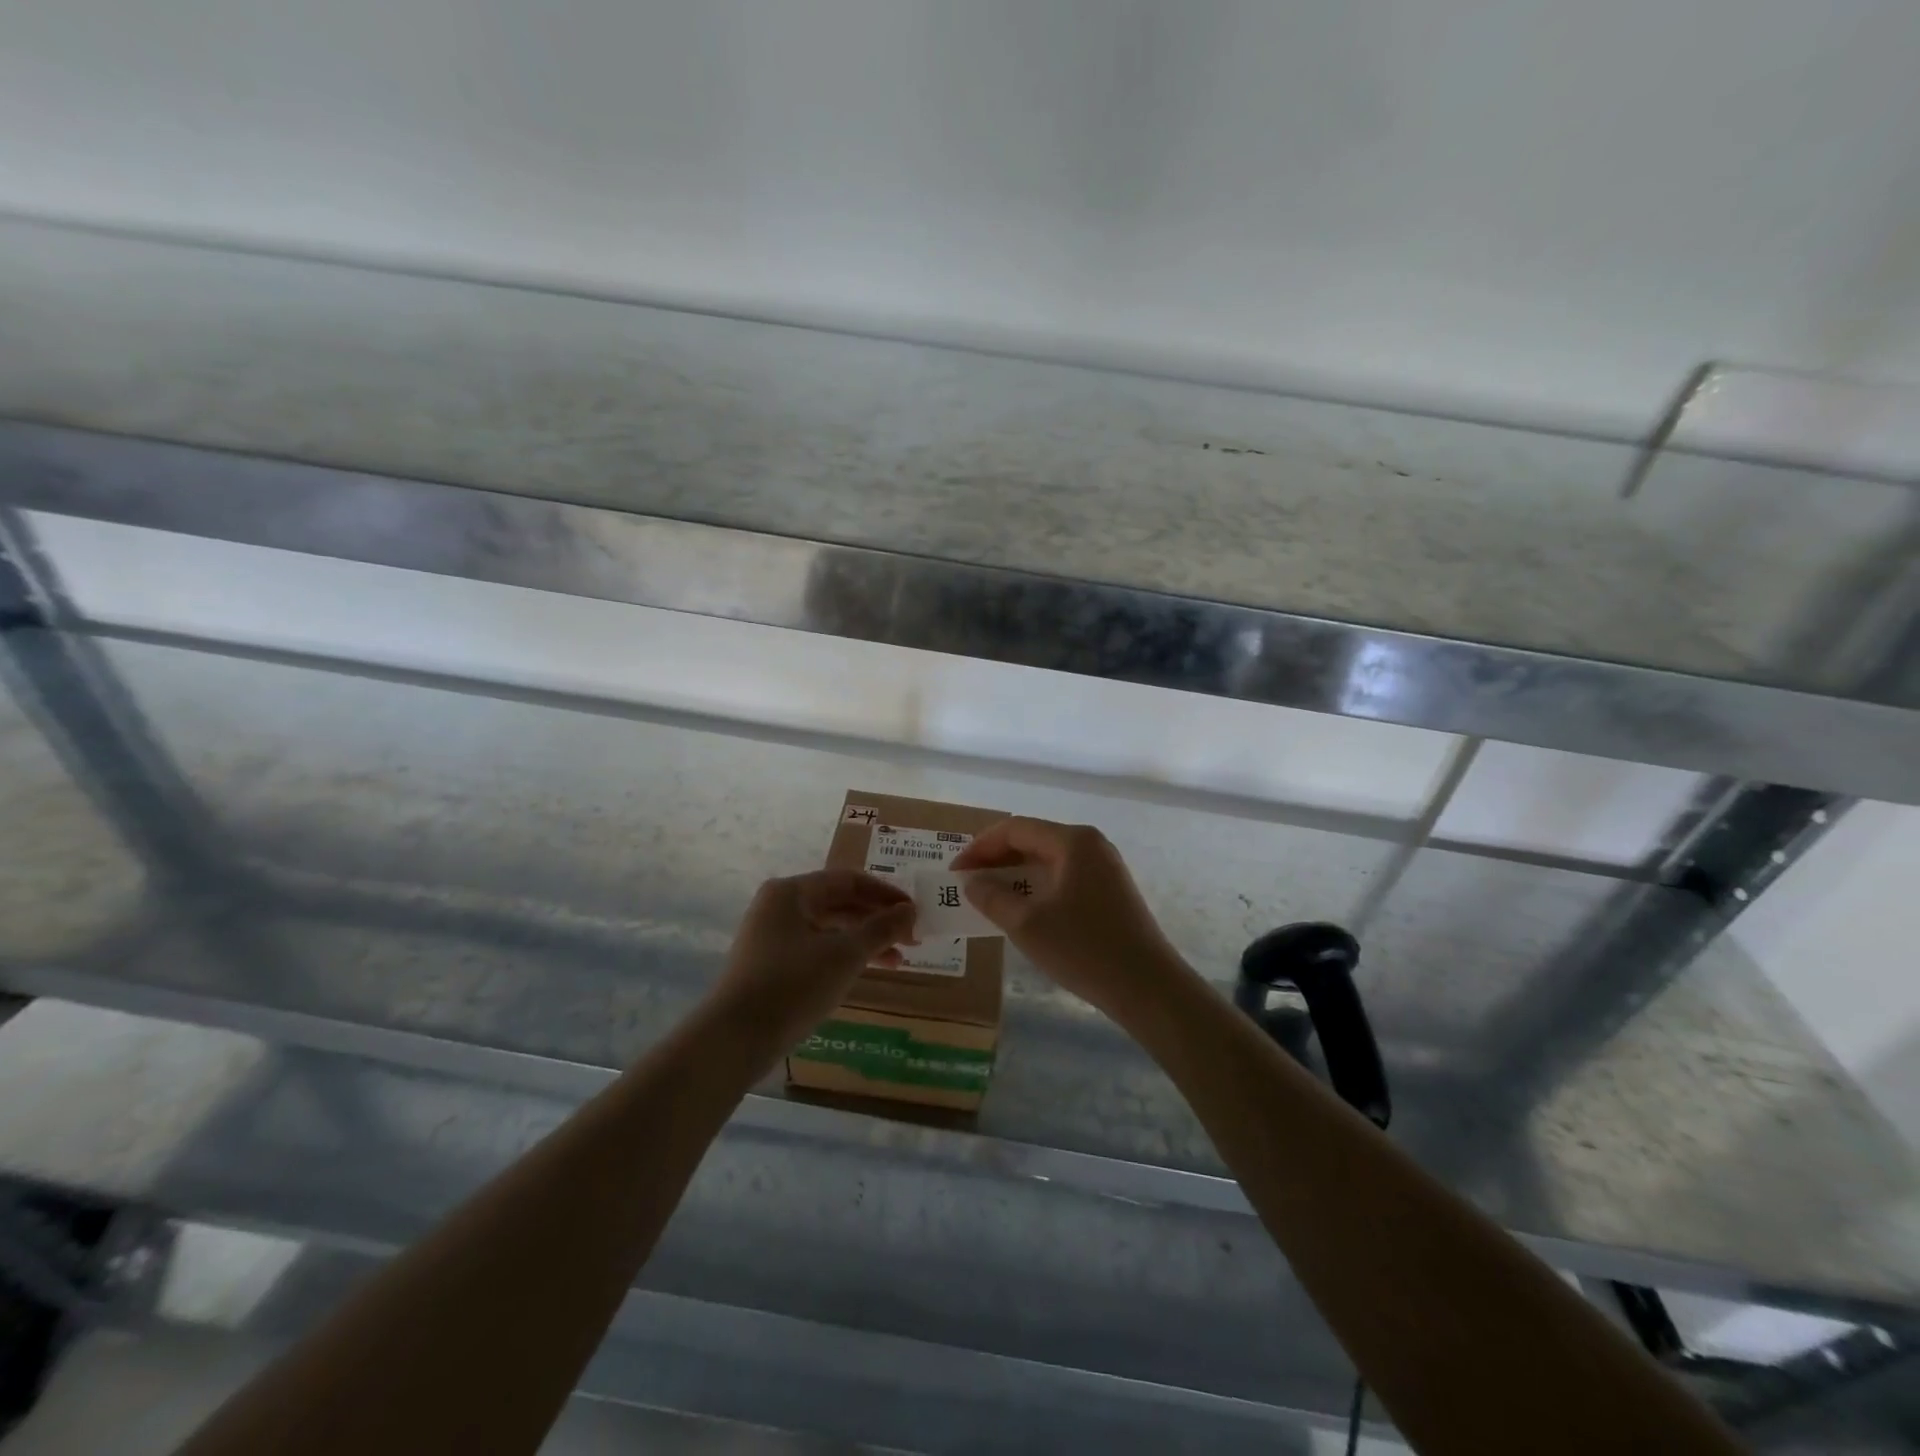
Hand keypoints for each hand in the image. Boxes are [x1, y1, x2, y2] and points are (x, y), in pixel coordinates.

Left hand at [711, 871, 916, 1052]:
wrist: (734, 1040)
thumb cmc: (793, 986)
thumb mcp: (845, 955)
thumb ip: (880, 929)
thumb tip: (910, 910)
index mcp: (792, 892)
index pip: (849, 880)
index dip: (886, 894)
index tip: (915, 913)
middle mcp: (779, 906)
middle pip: (839, 903)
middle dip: (877, 920)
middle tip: (912, 938)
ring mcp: (771, 936)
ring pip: (829, 929)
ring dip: (864, 941)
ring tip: (898, 961)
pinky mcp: (770, 965)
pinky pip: (815, 949)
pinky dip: (843, 957)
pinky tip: (864, 972)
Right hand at [950, 817, 1190, 1019]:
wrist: (1148, 988)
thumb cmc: (1084, 950)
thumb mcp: (1027, 924)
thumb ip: (993, 897)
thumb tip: (972, 882)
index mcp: (1072, 841)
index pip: (1015, 829)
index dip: (980, 847)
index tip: (955, 872)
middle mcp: (1091, 844)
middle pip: (1033, 839)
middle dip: (996, 858)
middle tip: (967, 882)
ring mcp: (1104, 867)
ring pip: (1048, 859)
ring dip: (1016, 873)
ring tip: (988, 895)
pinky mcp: (1111, 890)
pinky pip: (1064, 876)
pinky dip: (1037, 885)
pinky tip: (1022, 908)